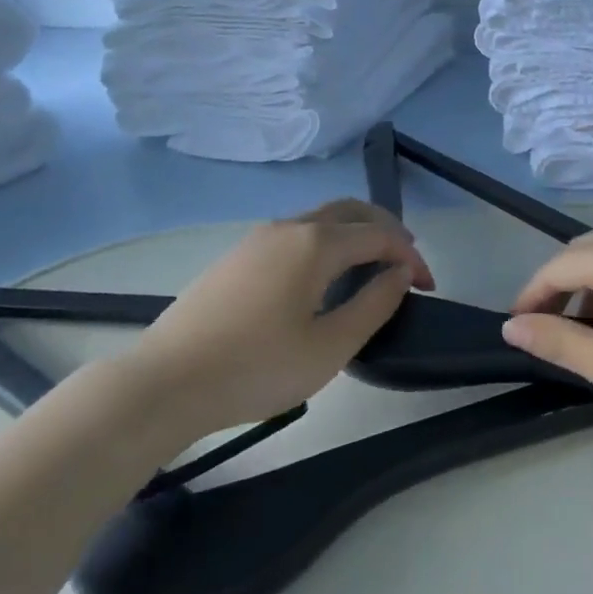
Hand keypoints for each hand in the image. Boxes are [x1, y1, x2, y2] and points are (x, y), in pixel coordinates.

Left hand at [126, 199, 433, 431]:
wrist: (164, 382)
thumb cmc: (256, 368)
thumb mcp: (330, 348)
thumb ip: (374, 304)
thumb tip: (400, 273)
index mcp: (316, 243)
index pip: (379, 235)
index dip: (410, 257)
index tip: (428, 287)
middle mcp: (290, 226)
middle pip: (351, 211)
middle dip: (386, 230)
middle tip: (406, 262)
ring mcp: (259, 238)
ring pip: (321, 219)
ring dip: (355, 233)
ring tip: (372, 266)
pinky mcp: (238, 255)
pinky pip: (297, 233)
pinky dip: (327, 242)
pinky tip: (324, 276)